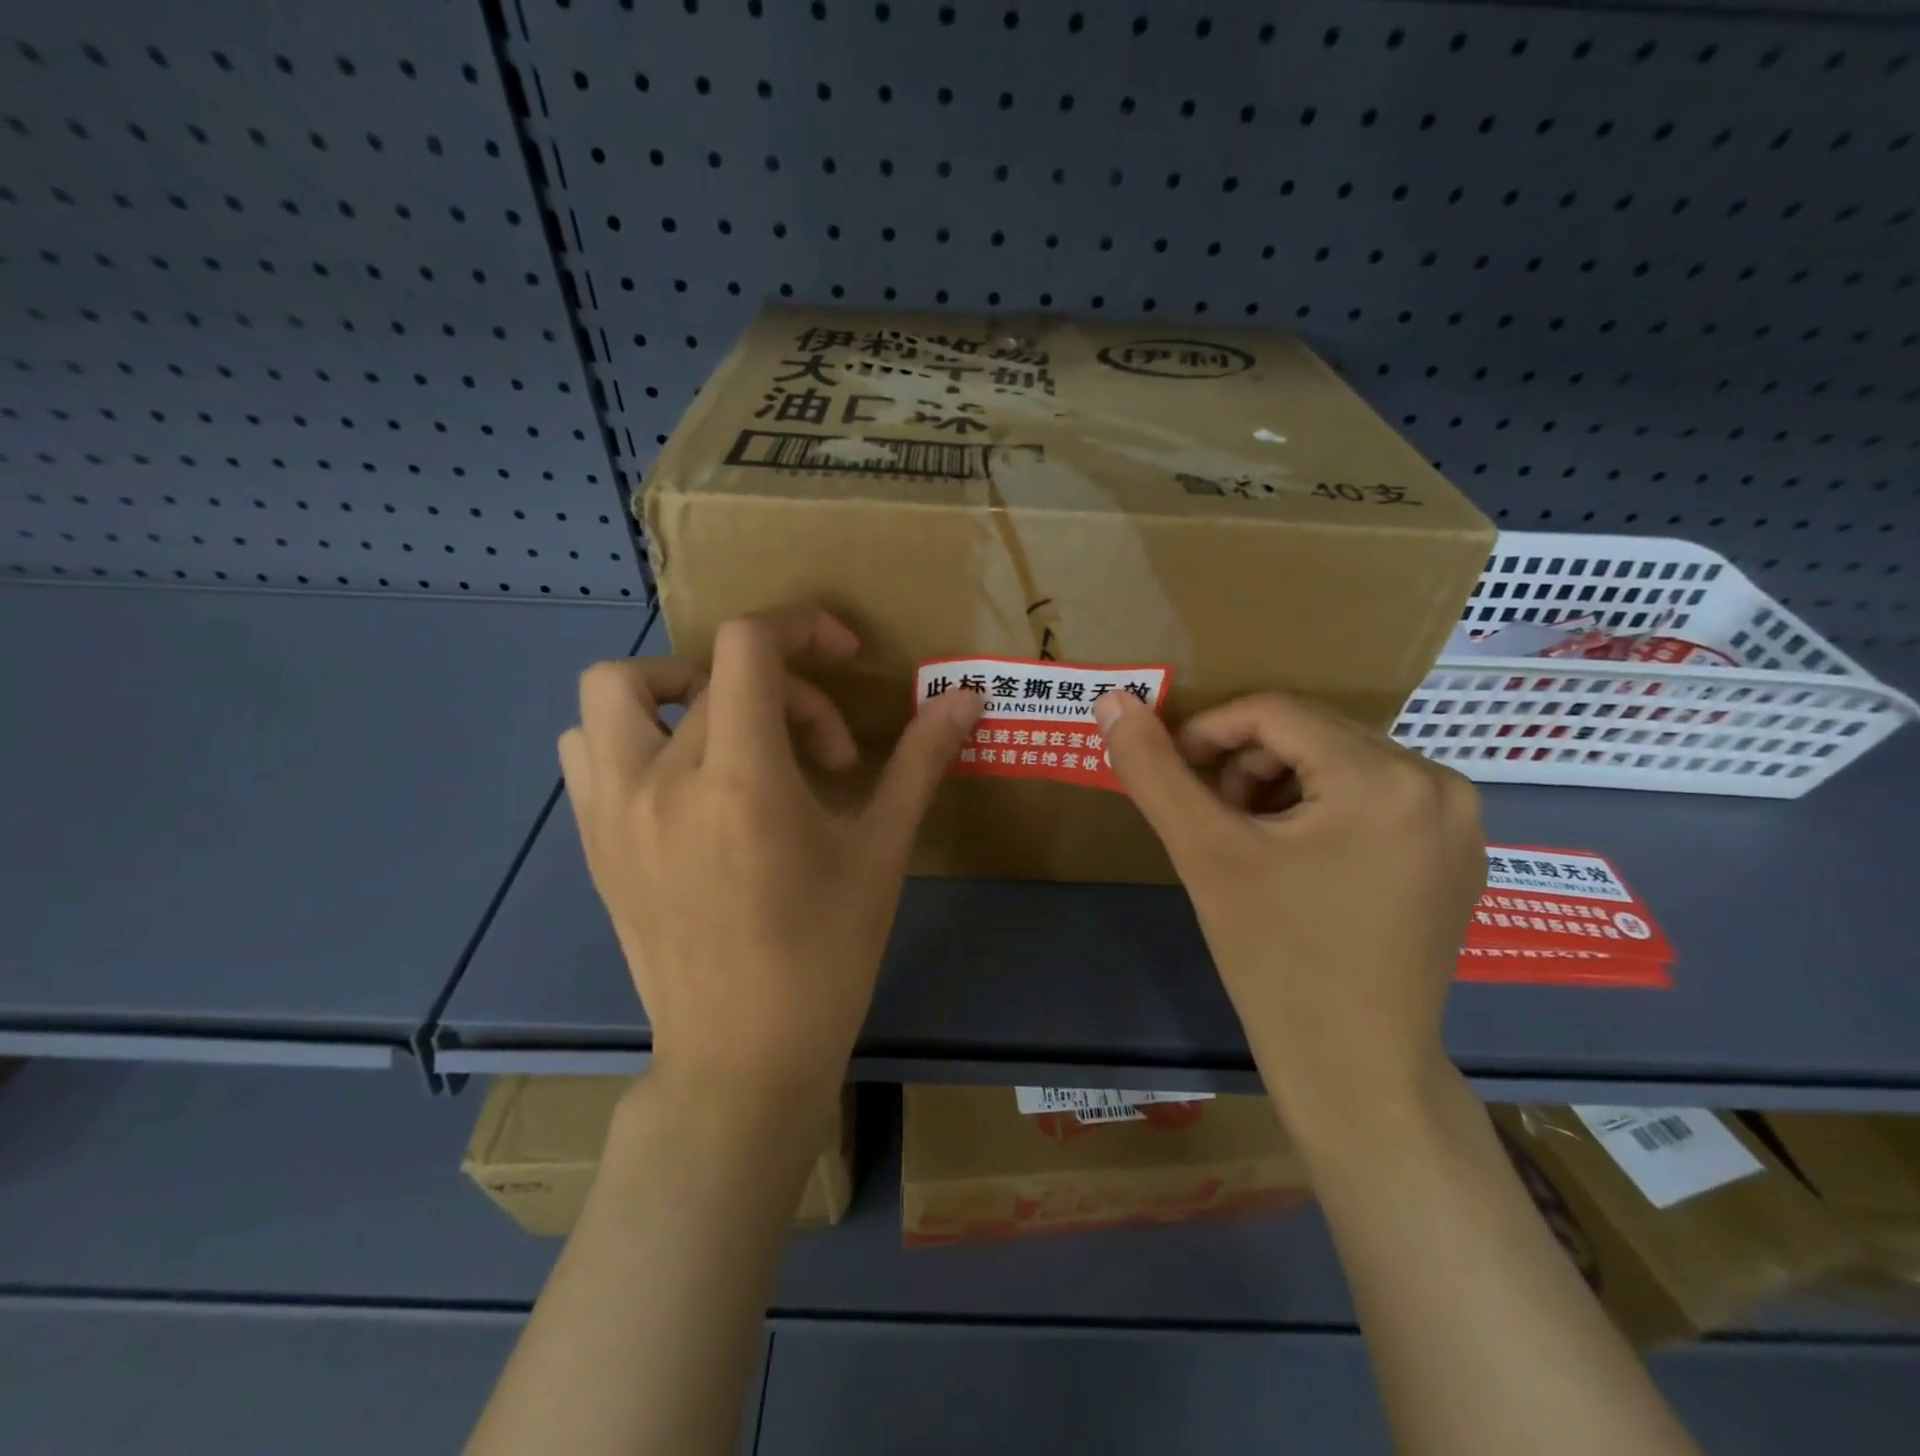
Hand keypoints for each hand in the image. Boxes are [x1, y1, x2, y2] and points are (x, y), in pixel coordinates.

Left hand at [558, 606, 983, 1114]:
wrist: (740, 1057)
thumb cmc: (824, 957)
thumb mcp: (880, 853)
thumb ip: (920, 762)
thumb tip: (968, 699)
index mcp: (740, 779)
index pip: (748, 645)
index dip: (800, 624)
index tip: (844, 656)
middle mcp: (660, 779)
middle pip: (712, 671)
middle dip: (781, 688)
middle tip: (820, 749)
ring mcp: (612, 810)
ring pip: (616, 691)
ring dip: (679, 687)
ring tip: (732, 731)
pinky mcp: (593, 841)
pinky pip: (587, 749)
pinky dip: (633, 733)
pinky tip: (684, 780)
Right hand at [1092, 691, 1485, 1132]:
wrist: (1354, 1069)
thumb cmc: (1276, 959)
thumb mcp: (1204, 853)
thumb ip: (1153, 770)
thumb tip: (1112, 700)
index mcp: (1385, 778)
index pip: (1274, 712)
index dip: (1208, 732)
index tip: (1171, 774)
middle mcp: (1439, 785)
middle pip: (1311, 733)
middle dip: (1246, 765)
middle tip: (1211, 819)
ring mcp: (1459, 822)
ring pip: (1340, 762)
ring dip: (1280, 785)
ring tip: (1249, 842)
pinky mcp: (1456, 855)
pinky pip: (1374, 796)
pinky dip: (1321, 808)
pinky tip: (1296, 862)